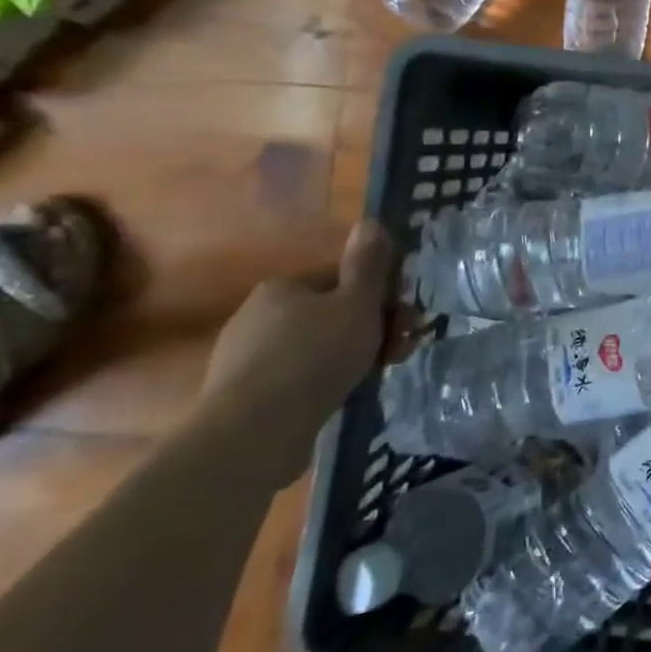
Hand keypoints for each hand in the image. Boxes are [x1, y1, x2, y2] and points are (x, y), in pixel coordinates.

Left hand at [200, 221, 393, 482]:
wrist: (254, 431)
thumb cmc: (316, 355)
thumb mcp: (357, 303)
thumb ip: (367, 263)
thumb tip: (369, 220)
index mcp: (282, 287)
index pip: (342, 280)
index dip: (380, 297)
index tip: (406, 320)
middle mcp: (257, 314)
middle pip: (331, 314)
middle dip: (373, 328)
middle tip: (401, 349)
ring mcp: (245, 357)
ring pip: (317, 346)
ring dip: (354, 355)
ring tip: (379, 374)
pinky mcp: (243, 394)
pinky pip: (297, 377)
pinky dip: (324, 381)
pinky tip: (342, 395)